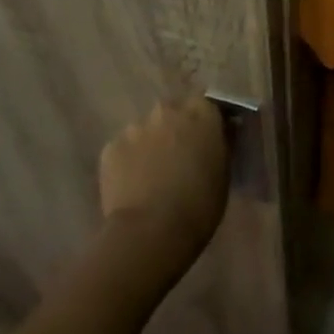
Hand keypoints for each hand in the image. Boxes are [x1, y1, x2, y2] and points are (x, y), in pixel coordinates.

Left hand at [98, 96, 229, 268]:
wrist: (150, 231)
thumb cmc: (199, 205)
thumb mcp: (223, 172)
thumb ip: (220, 145)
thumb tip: (220, 134)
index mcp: (202, 114)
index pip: (207, 101)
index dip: (206, 118)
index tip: (207, 135)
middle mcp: (168, 111)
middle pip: (173, 111)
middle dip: (175, 127)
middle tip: (179, 154)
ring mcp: (135, 127)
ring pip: (146, 130)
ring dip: (151, 143)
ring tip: (151, 173)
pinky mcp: (110, 148)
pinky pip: (124, 148)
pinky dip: (129, 160)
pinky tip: (132, 184)